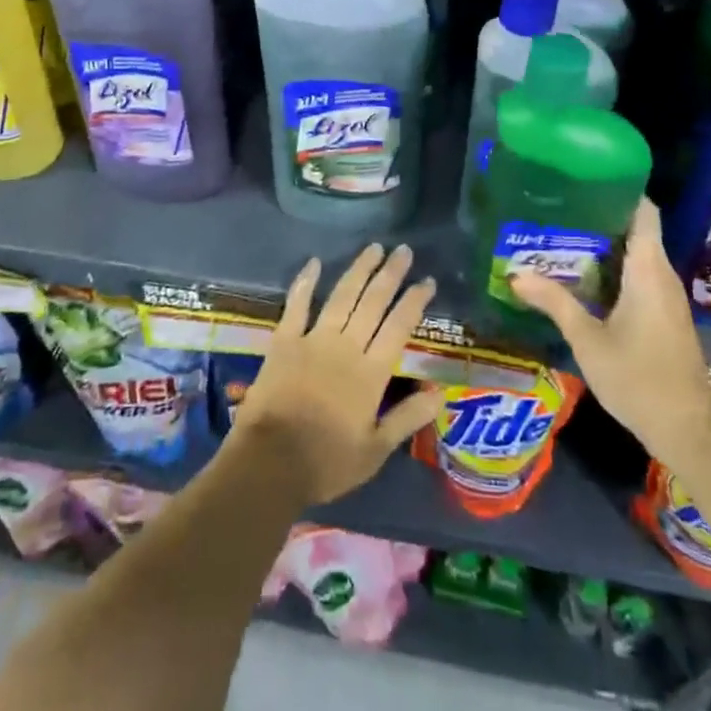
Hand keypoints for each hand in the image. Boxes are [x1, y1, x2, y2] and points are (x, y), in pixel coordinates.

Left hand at [231, 244, 444, 505]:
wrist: (270, 463)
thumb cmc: (326, 462)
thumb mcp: (375, 450)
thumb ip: (408, 418)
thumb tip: (440, 393)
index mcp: (371, 373)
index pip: (399, 327)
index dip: (415, 301)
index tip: (427, 281)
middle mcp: (346, 347)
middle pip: (373, 302)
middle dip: (391, 274)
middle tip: (404, 250)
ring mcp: (313, 339)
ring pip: (342, 296)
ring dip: (359, 270)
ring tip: (374, 248)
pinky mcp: (284, 341)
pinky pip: (296, 305)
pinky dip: (305, 282)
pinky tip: (314, 262)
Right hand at [510, 199, 710, 463]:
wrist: (687, 431)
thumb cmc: (638, 378)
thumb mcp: (587, 339)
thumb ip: (553, 302)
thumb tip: (515, 273)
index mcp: (648, 270)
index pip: (643, 212)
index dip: (619, 190)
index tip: (584, 179)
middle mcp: (662, 276)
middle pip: (636, 230)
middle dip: (599, 216)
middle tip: (558, 208)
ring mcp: (667, 298)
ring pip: (638, 255)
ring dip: (605, 245)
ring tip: (562, 236)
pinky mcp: (666, 316)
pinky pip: (640, 277)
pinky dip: (614, 269)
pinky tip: (584, 277)